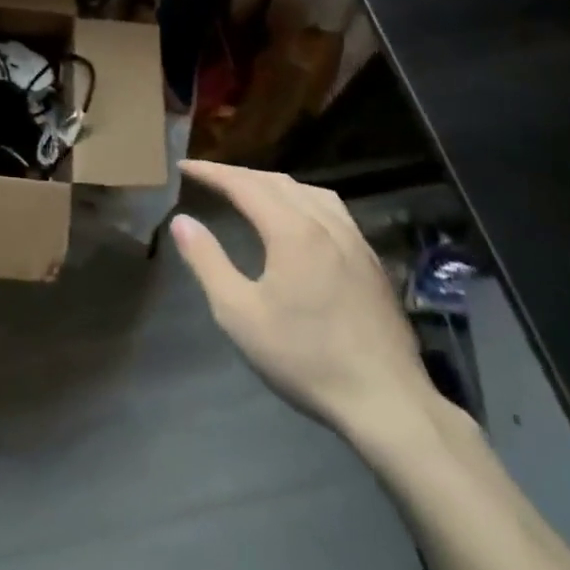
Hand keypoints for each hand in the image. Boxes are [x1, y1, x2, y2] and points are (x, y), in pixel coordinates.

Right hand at [171, 159, 443, 440]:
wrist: (388, 403)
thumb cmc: (305, 358)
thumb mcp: (239, 314)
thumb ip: (207, 261)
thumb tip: (182, 221)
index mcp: (293, 231)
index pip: (244, 185)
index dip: (212, 172)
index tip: (184, 166)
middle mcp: (326, 224)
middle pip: (277, 182)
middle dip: (239, 175)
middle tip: (209, 177)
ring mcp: (355, 241)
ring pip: (309, 191)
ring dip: (273, 184)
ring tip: (251, 191)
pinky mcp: (372, 262)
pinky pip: (331, 210)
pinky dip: (302, 200)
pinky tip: (299, 220)